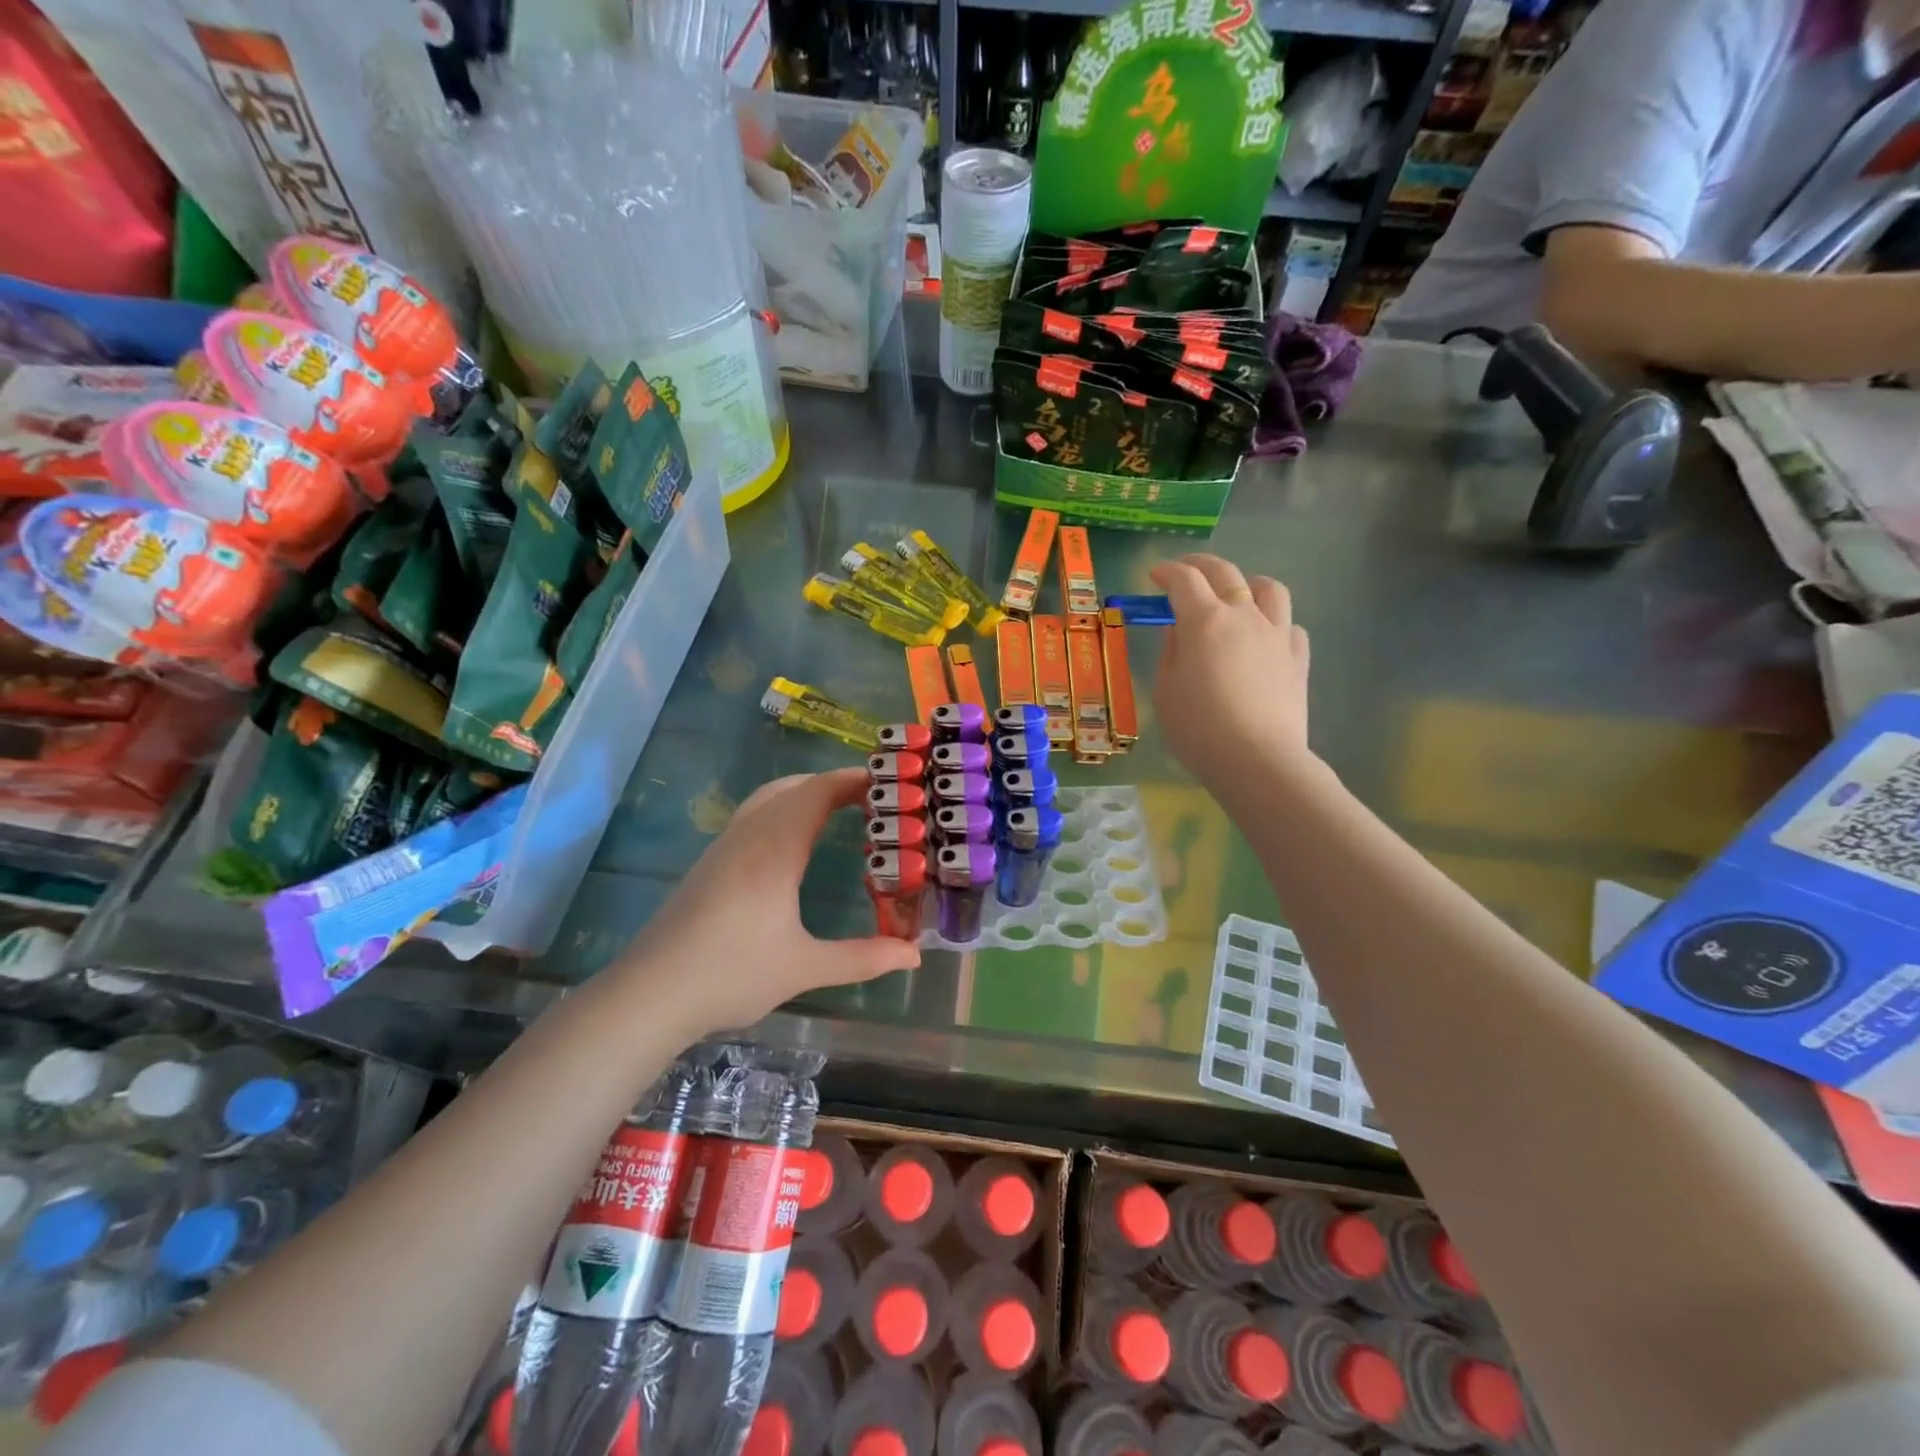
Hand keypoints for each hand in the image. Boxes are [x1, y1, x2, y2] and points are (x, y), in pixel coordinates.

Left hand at [617, 768, 920, 1037]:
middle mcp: (749, 835)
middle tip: (874, 800)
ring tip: (841, 812)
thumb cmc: (731, 974)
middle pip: (795, 787)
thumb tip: (914, 954)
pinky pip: (755, 816)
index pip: (818, 792)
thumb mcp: (805, 968)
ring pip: (770, 798)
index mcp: (775, 848)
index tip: (890, 784)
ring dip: (806, 794)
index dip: (854, 780)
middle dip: (835, 784)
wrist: (650, 993)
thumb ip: (863, 958)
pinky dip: (785, 810)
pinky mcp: (710, 863)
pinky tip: (795, 844)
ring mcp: (724, 847)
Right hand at [1149, 554, 1313, 791]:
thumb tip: (1179, 629)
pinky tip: (1263, 638)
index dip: (1166, 572)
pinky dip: (1273, 622)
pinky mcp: (1298, 657)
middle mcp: (1244, 615)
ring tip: (1236, 595)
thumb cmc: (1199, 728)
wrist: (1258, 760)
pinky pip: (1289, 625)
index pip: (1183, 579)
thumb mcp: (1166, 690)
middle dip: (1200, 564)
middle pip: (1225, 572)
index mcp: (1204, 620)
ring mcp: (1277, 634)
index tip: (1154, 576)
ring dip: (1248, 583)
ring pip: (1268, 588)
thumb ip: (1171, 652)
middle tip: (1185, 571)